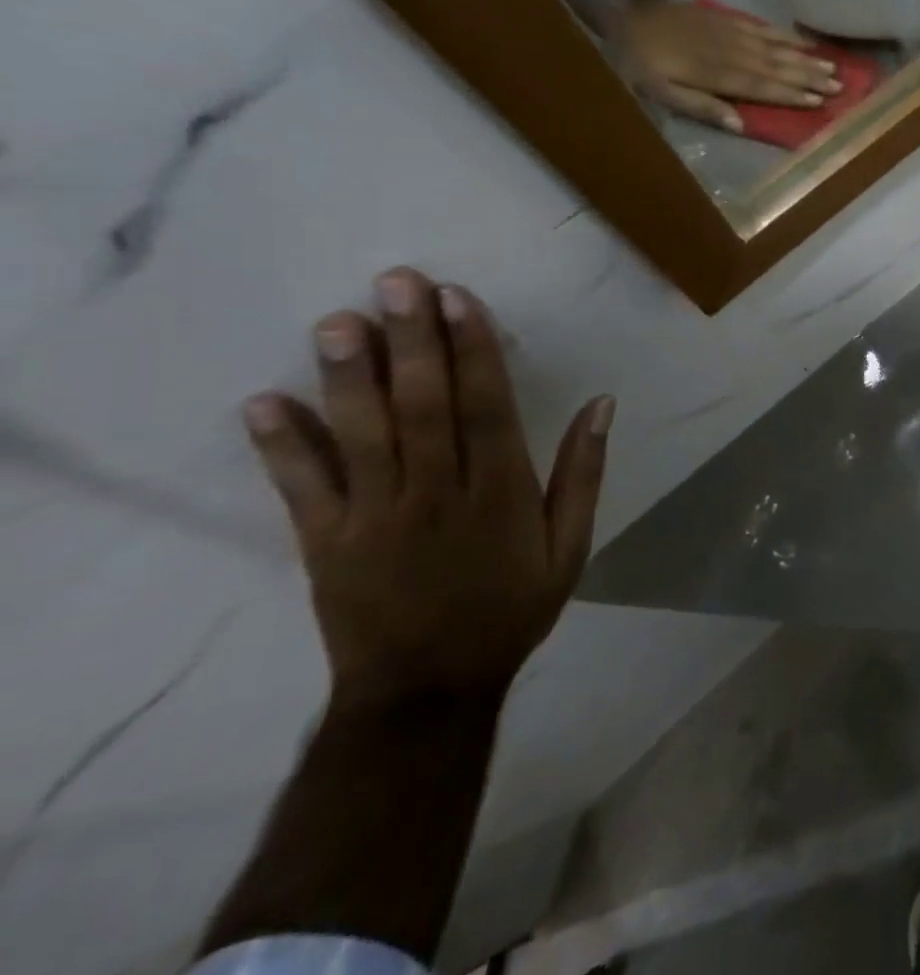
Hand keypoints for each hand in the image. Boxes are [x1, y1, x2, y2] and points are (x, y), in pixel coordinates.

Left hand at [242, 267, 612, 711]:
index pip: (486, 406)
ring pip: (363, 435)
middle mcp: (436, 493)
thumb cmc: (510, 608)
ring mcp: (373, 517)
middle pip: (423, 406)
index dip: (474, 349)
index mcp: (500, 492)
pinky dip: (281, 446)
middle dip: (412, 341)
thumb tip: (602, 403)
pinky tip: (263, 402)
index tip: (459, 298)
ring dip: (349, 376)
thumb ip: (583, 473)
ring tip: (337, 321)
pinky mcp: (323, 544)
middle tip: (397, 282)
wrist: (426, 691)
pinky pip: (302, 489)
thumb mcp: (571, 546)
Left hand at [611, 0, 842, 132]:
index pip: (761, 86)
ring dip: (803, 57)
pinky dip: (783, 35)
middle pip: (775, 65)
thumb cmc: (639, 66)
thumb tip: (740, 124)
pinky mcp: (723, 17)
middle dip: (808, 76)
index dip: (791, 94)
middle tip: (838, 85)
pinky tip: (801, 42)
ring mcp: (729, 31)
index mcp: (716, 73)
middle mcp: (730, 51)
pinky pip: (760, 26)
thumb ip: (701, 107)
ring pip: (774, 46)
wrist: (619, 18)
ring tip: (831, 66)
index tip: (818, 101)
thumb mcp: (662, 94)